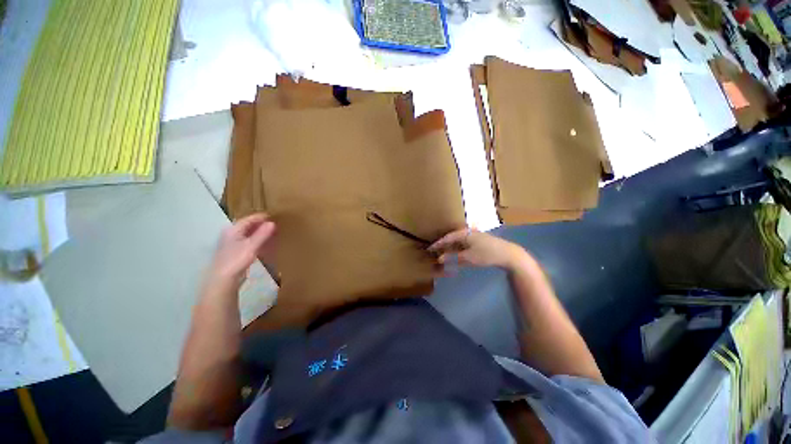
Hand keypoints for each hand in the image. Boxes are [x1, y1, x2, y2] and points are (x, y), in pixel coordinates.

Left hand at [209, 213, 275, 287]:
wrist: (223, 280)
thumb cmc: (236, 260)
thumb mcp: (251, 246)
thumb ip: (262, 234)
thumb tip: (272, 223)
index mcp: (233, 230)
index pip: (249, 219)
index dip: (261, 217)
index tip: (275, 216)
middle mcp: (232, 234)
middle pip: (249, 226)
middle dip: (262, 225)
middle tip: (276, 224)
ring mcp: (234, 244)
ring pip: (250, 234)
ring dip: (261, 233)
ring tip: (274, 233)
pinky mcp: (236, 252)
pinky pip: (250, 242)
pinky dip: (259, 241)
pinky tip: (267, 245)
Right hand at [429, 228, 527, 269]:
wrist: (508, 255)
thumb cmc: (486, 254)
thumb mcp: (468, 257)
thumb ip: (453, 257)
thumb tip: (440, 258)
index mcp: (464, 233)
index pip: (447, 238)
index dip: (438, 244)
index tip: (429, 249)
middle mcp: (468, 233)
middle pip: (452, 239)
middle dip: (444, 245)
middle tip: (435, 252)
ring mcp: (475, 237)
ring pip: (459, 242)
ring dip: (451, 248)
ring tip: (444, 254)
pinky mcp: (480, 243)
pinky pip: (465, 245)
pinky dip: (459, 250)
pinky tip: (457, 255)